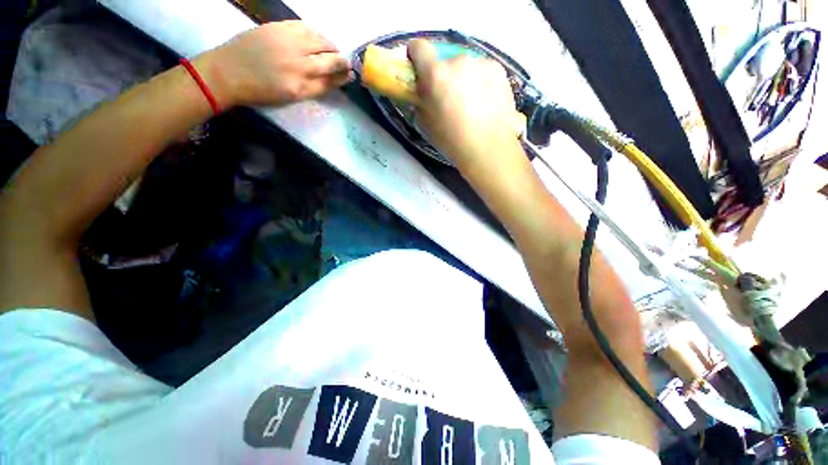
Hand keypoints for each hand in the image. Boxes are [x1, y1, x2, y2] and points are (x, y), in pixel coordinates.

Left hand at [200, 21, 352, 106]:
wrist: (228, 72)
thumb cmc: (261, 91)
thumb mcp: (291, 97)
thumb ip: (314, 88)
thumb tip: (334, 79)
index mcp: (301, 87)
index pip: (331, 81)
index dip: (344, 77)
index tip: (351, 75)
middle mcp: (298, 64)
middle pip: (330, 60)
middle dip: (342, 61)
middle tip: (345, 62)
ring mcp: (288, 43)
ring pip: (320, 40)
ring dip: (330, 45)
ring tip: (330, 49)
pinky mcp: (277, 28)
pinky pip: (304, 26)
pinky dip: (314, 32)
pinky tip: (314, 37)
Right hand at [407, 39, 520, 170]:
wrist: (488, 148)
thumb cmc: (452, 140)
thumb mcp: (426, 124)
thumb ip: (422, 101)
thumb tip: (425, 93)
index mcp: (436, 74)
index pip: (418, 47)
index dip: (416, 57)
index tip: (419, 72)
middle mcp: (458, 61)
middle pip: (445, 60)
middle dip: (444, 75)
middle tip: (450, 99)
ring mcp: (481, 63)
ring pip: (465, 66)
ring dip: (463, 78)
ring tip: (471, 104)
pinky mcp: (499, 70)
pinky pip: (483, 70)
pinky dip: (481, 82)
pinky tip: (485, 102)